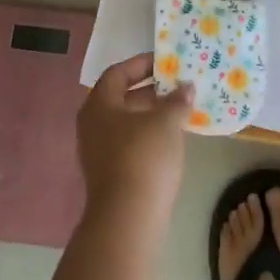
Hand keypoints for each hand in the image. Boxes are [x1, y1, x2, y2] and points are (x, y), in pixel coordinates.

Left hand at [78, 54, 192, 229]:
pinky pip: (131, 143)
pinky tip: (173, 138)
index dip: (142, 64)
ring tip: (181, 109)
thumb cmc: (144, 156)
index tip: (166, 61)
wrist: (128, 218)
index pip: (118, 73)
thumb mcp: (166, 121)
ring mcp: (99, 152)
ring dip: (153, 114)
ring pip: (128, 122)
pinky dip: (150, 135)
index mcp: (99, 104)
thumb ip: (177, 100)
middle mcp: (93, 124)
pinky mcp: (111, 173)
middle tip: (178, 84)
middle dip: (151, 90)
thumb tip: (186, 87)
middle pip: (122, 97)